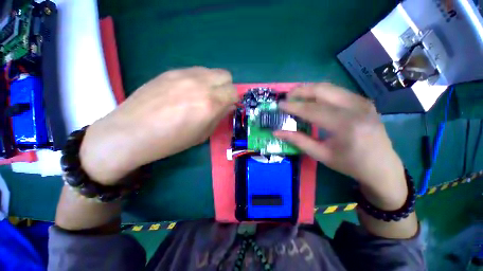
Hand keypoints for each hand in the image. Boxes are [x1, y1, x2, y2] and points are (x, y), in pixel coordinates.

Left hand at [79, 67, 237, 184]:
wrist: (132, 132)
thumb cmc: (171, 140)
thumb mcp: (202, 134)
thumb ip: (219, 117)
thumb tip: (228, 106)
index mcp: (210, 103)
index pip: (233, 92)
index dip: (234, 100)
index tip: (228, 106)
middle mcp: (200, 84)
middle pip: (225, 75)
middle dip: (226, 88)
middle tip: (218, 99)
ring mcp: (184, 74)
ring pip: (210, 71)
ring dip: (212, 82)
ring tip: (201, 95)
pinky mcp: (170, 71)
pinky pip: (194, 71)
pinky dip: (198, 80)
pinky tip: (186, 92)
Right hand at [274, 83, 406, 209]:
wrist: (382, 166)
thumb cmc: (350, 164)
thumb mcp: (321, 155)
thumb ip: (298, 140)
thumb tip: (277, 132)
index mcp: (346, 125)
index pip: (312, 110)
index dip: (293, 107)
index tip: (279, 105)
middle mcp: (356, 108)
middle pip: (322, 90)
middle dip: (300, 91)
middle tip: (286, 96)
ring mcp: (362, 101)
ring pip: (329, 87)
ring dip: (309, 89)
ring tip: (295, 95)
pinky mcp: (363, 101)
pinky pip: (336, 91)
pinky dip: (320, 92)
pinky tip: (312, 98)